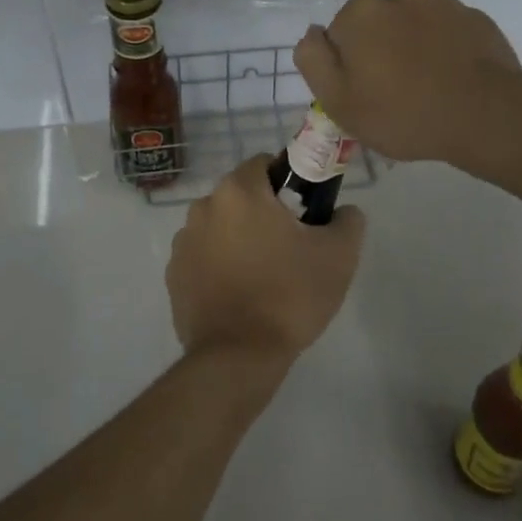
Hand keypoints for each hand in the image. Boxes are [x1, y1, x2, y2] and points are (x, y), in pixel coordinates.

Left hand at [166, 153, 366, 363]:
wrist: (238, 356)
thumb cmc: (289, 295)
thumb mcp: (338, 256)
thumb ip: (348, 220)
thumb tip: (343, 211)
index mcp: (239, 191)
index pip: (265, 164)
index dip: (288, 181)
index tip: (305, 211)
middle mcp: (203, 206)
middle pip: (241, 195)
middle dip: (264, 211)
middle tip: (291, 245)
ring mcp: (183, 241)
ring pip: (220, 226)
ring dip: (239, 238)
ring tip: (264, 274)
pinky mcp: (174, 274)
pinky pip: (203, 256)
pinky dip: (219, 265)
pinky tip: (240, 294)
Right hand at [295, 0, 521, 168]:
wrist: (486, 115)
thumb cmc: (402, 113)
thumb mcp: (338, 101)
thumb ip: (313, 60)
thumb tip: (312, 33)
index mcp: (360, 13)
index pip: (338, 34)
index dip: (347, 65)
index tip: (364, 93)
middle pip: (376, 25)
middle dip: (380, 49)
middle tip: (395, 93)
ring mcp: (441, 4)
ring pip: (413, 25)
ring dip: (413, 46)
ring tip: (428, 86)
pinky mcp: (475, 18)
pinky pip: (447, 32)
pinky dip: (445, 49)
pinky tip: (453, 79)